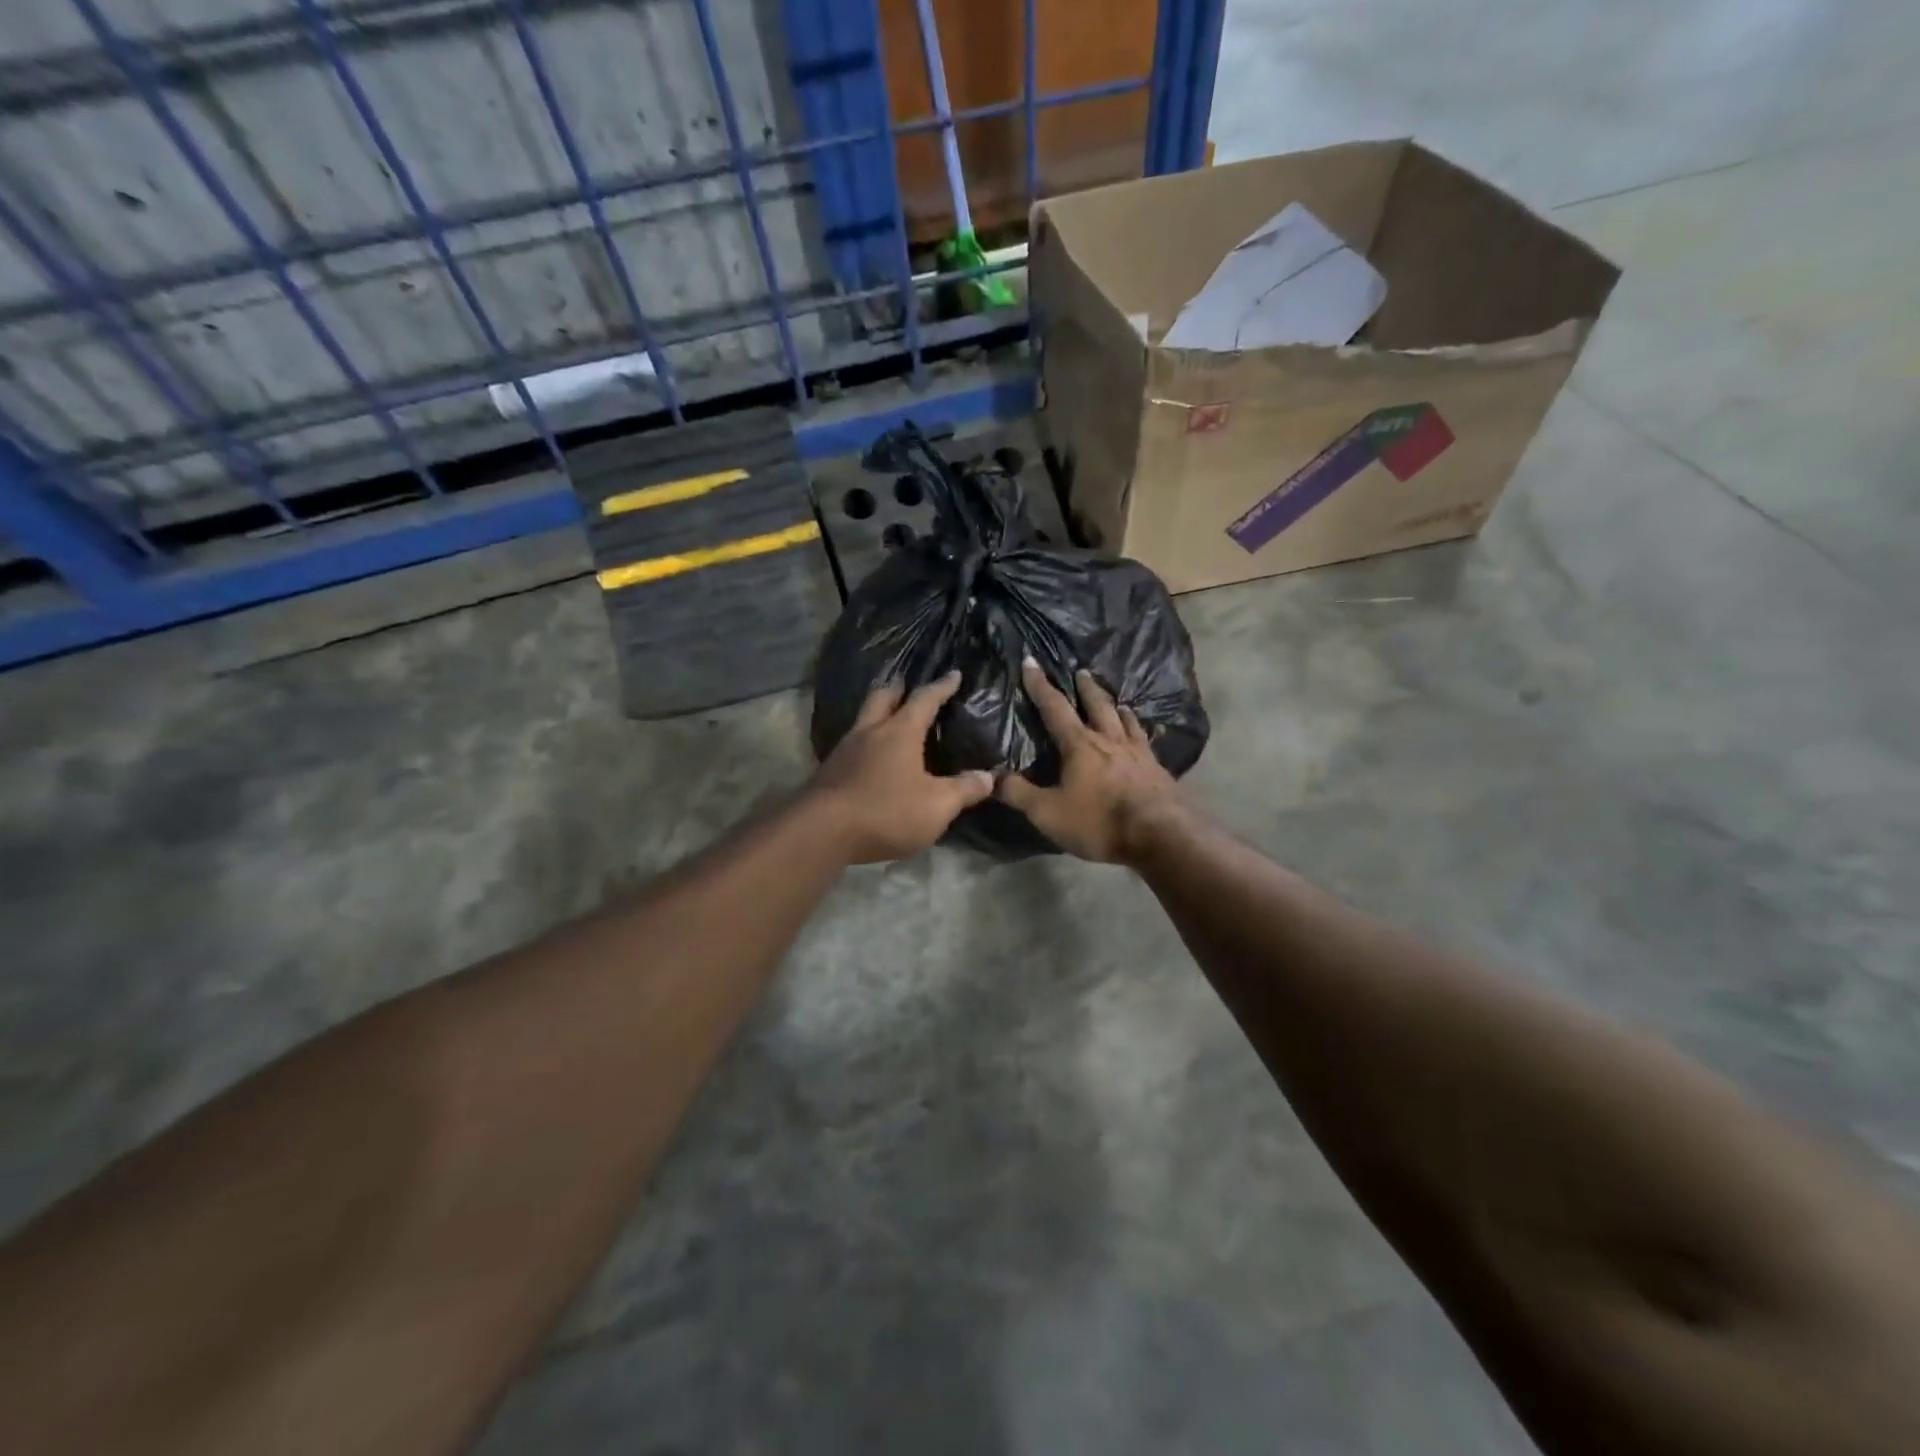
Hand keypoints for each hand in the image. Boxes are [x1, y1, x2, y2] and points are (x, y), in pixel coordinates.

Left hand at [809, 672, 995, 863]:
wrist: (821, 831)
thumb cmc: (886, 811)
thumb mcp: (937, 806)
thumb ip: (964, 790)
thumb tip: (988, 777)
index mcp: (900, 732)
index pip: (924, 699)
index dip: (941, 687)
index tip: (953, 674)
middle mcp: (870, 732)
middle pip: (883, 697)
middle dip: (898, 689)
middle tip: (908, 687)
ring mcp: (844, 750)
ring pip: (863, 720)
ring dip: (878, 714)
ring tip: (891, 722)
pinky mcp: (829, 771)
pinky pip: (851, 745)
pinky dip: (865, 743)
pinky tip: (870, 757)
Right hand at [998, 659, 1180, 863]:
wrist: (1160, 835)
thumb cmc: (1099, 821)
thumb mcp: (1048, 812)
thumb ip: (1018, 793)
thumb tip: (991, 777)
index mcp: (1080, 745)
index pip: (1055, 708)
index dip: (1040, 685)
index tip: (1031, 662)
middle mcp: (1110, 740)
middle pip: (1097, 706)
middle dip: (1086, 688)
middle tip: (1081, 671)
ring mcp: (1139, 754)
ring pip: (1126, 721)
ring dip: (1117, 708)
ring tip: (1117, 702)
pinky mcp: (1158, 771)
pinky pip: (1148, 743)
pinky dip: (1143, 734)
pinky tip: (1147, 738)